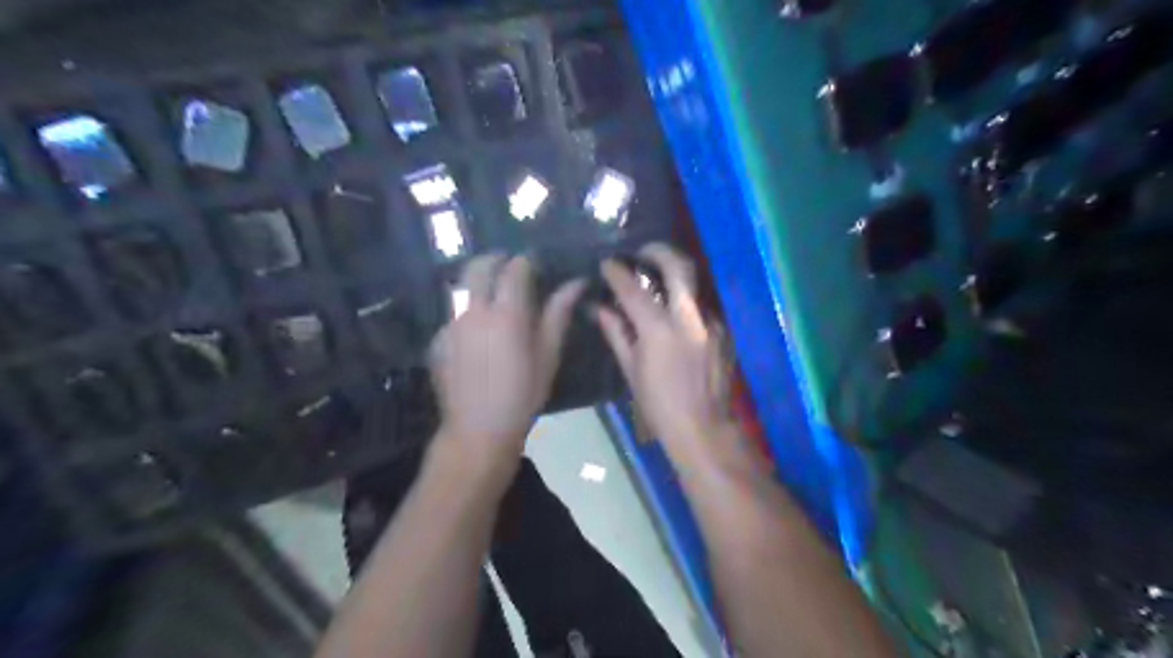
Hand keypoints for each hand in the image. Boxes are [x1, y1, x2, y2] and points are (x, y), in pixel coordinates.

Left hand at [428, 251, 584, 472]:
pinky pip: (452, 313)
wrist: (479, 430)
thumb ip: (559, 313)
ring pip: (461, 287)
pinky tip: (476, 332)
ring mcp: (451, 324)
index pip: (514, 268)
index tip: (534, 266)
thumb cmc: (523, 393)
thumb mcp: (549, 354)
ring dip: (477, 282)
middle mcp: (475, 311)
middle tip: (508, 267)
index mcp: (508, 314)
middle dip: (495, 259)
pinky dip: (466, 311)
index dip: (525, 262)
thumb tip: (576, 282)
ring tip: (492, 294)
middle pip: (479, 266)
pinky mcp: (437, 340)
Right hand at [599, 245, 731, 463]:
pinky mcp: (724, 332)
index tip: (607, 263)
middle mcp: (688, 319)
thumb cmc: (658, 404)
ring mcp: (711, 323)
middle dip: (659, 251)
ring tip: (658, 283)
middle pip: (679, 267)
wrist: (703, 428)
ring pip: (694, 286)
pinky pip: (701, 308)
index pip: (633, 289)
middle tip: (643, 251)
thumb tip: (601, 308)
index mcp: (659, 330)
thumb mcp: (630, 369)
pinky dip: (685, 305)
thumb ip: (617, 333)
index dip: (617, 272)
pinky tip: (676, 319)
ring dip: (674, 278)